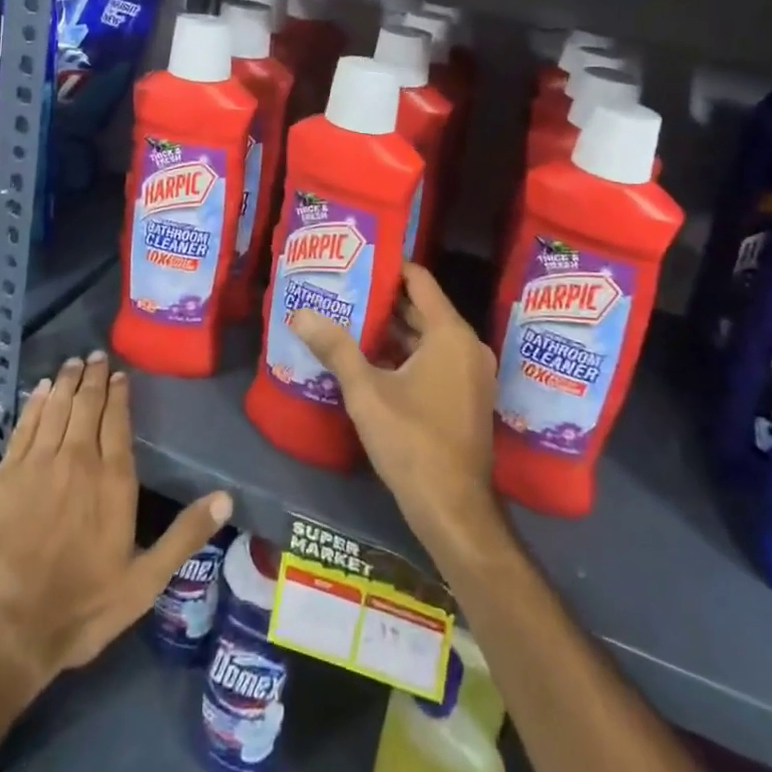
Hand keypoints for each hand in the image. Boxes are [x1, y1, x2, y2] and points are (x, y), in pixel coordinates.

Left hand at [0, 351, 231, 692]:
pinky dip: (34, 403)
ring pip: (56, 407)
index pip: (118, 420)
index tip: (118, 373)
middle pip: (87, 405)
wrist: (3, 629)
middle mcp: (77, 459)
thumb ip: (184, 535)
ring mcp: (38, 463)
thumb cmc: (80, 607)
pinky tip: (39, 391)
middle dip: (92, 377)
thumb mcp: (144, 582)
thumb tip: (226, 497)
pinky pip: (24, 425)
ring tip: (71, 363)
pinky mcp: (5, 474)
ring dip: (65, 382)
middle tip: (94, 355)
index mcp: (113, 479)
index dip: (118, 393)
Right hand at [289, 263, 503, 558]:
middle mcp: (467, 346)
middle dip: (383, 299)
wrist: (455, 513)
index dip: (388, 266)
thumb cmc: (413, 442)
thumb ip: (335, 348)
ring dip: (393, 329)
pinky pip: (435, 359)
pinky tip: (370, 358)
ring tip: (349, 318)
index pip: (419, 280)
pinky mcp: (466, 397)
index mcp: (450, 334)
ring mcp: (470, 374)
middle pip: (422, 308)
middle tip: (344, 288)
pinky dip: (407, 353)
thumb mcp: (367, 392)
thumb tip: (300, 313)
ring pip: (427, 336)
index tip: (356, 259)